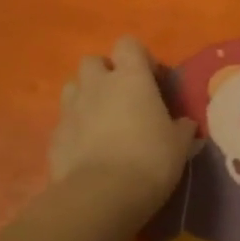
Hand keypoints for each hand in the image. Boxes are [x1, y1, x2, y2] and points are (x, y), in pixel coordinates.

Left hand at [48, 36, 196, 220]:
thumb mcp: (179, 144)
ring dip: (86, 97)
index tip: (151, 79)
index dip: (139, 58)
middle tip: (123, 99)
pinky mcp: (54, 136)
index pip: (128, 44)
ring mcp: (71, 109)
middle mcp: (97, 85)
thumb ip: (181, 127)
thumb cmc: (149, 160)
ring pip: (73, 87)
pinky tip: (88, 150)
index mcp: (131, 78)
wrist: (100, 196)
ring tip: (102, 121)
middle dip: (105, 74)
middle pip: (94, 61)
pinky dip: (75, 129)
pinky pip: (65, 122)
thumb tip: (185, 124)